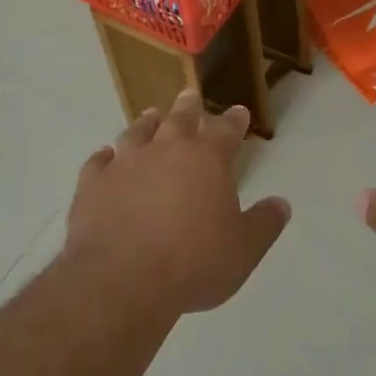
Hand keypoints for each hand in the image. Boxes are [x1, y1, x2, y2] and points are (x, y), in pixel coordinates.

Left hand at [64, 91, 290, 317]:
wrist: (122, 279)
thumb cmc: (193, 263)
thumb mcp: (243, 251)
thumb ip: (264, 224)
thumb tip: (281, 204)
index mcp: (207, 159)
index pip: (226, 130)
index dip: (234, 120)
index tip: (239, 112)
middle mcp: (166, 149)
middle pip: (179, 119)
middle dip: (189, 107)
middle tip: (190, 96)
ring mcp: (126, 163)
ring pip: (137, 133)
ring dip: (146, 123)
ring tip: (150, 115)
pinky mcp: (93, 184)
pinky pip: (97, 163)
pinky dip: (103, 158)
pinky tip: (104, 156)